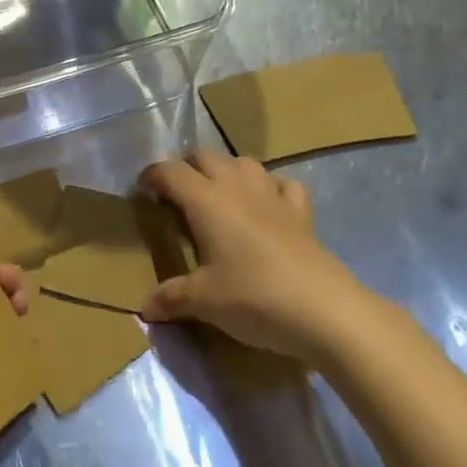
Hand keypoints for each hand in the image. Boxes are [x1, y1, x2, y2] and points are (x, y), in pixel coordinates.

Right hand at [138, 151, 375, 364]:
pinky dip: (270, 187)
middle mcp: (236, 187)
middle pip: (205, 156)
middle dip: (186, 167)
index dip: (152, 175)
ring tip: (218, 193)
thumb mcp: (204, 301)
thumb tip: (144, 308)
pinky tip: (267, 204)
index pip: (170, 172)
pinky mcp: (301, 212)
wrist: (324, 310)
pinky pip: (283, 184)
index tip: (142, 190)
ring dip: (226, 170)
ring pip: (243, 162)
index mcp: (206, 201)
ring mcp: (272, 195)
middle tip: (176, 193)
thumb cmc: (254, 298)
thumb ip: (171, 298)